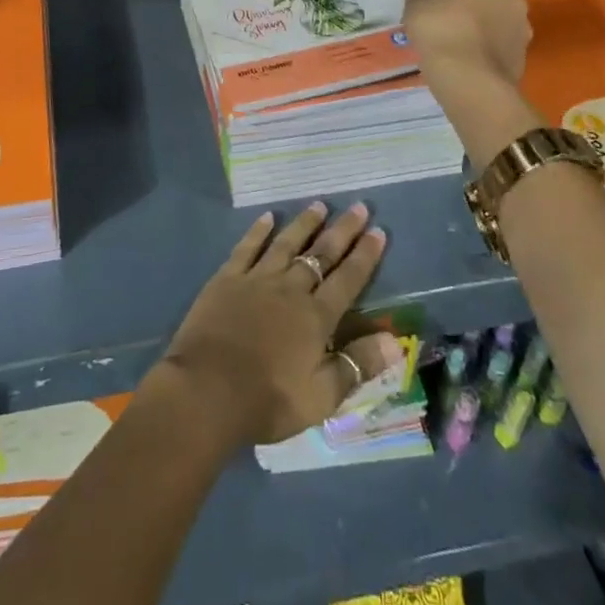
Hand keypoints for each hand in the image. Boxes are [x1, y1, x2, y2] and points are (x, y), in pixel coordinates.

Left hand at [157, 202, 402, 447]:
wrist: (208, 389)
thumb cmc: (268, 400)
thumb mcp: (321, 397)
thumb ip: (357, 365)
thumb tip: (397, 341)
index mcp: (315, 317)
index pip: (348, 280)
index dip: (365, 256)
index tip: (378, 231)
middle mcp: (290, 288)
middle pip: (321, 254)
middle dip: (342, 231)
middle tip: (358, 207)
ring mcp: (257, 279)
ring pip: (287, 243)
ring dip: (305, 223)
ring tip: (320, 204)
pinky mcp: (228, 278)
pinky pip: (248, 247)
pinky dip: (259, 230)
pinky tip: (268, 217)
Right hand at [403, 0, 530, 82]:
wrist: (470, 78)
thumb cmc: (439, 29)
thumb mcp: (414, 6)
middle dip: (470, 2)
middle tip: (444, 18)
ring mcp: (523, 24)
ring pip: (497, 18)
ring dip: (482, 26)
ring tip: (455, 43)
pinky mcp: (525, 53)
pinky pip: (501, 44)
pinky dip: (487, 48)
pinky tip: (467, 61)